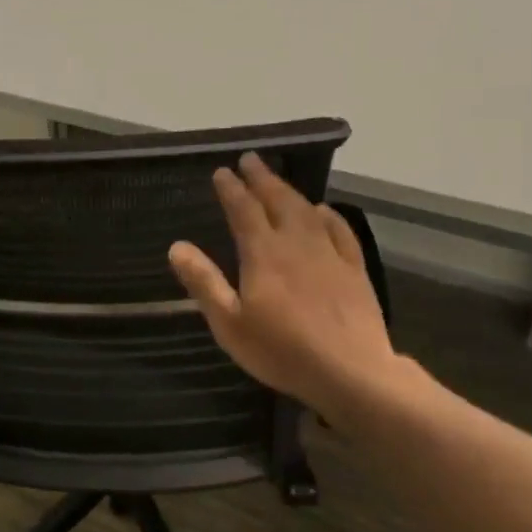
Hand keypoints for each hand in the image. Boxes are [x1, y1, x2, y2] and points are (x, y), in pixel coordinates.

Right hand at [168, 153, 404, 421]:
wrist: (351, 372)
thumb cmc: (281, 351)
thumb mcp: (229, 323)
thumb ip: (204, 283)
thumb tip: (177, 246)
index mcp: (263, 254)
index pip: (243, 211)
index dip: (231, 189)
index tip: (221, 172)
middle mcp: (296, 244)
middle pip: (277, 201)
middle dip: (261, 178)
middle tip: (250, 159)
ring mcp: (330, 255)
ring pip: (307, 211)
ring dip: (290, 190)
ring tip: (277, 179)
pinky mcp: (354, 270)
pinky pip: (341, 232)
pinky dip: (329, 216)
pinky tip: (323, 210)